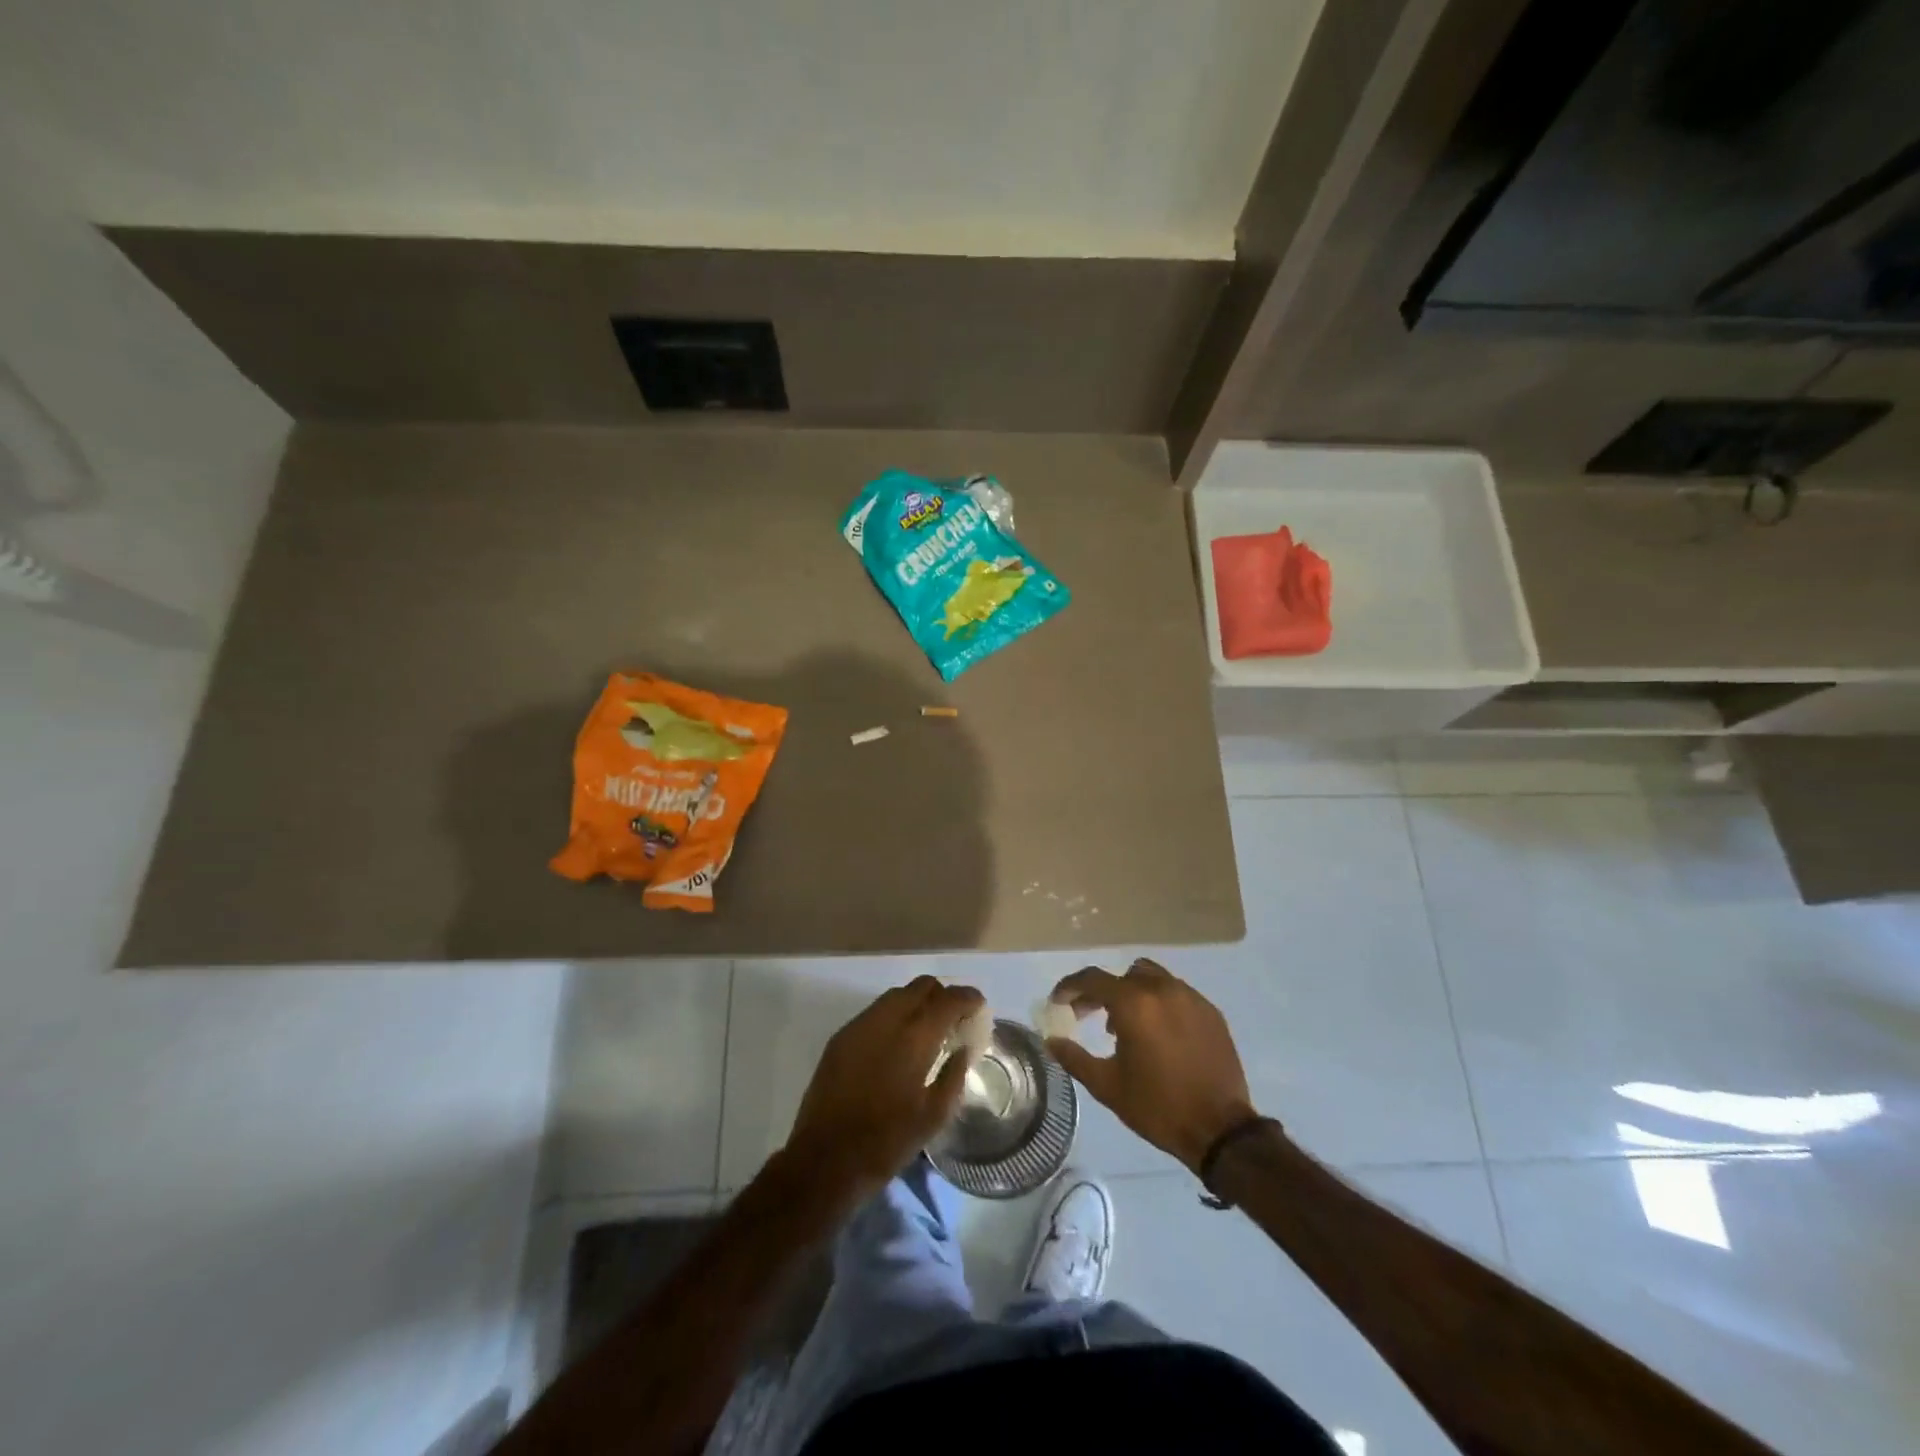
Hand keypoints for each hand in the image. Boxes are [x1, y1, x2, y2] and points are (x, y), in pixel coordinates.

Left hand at [784, 976, 983, 1203]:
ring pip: (896, 994)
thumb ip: (954, 1075)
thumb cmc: (887, 1142)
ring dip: (917, 1002)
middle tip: (954, 1018)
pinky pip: (875, 1011)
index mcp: (914, 1037)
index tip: (979, 1006)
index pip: (948, 1000)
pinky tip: (897, 1042)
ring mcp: (860, 1024)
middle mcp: (887, 1019)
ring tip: (926, 1030)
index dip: (968, 998)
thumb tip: (964, 1049)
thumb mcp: (934, 1116)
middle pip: (922, 986)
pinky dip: (894, 1015)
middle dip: (942, 995)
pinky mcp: (841, 1036)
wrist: (824, 1159)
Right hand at [1046, 958, 1257, 1172]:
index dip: (1070, 987)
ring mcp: (1190, 998)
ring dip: (1133, 993)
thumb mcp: (1107, 1086)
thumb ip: (1074, 1058)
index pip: (1093, 979)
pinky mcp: (1210, 1011)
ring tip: (1127, 1025)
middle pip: (1123, 976)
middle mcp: (1162, 990)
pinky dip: (1160, 1004)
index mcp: (1134, 1004)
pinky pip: (1177, 994)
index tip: (1058, 1002)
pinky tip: (1159, 1034)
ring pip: (1152, 978)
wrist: (1219, 1129)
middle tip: (1090, 1016)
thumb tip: (1050, 1040)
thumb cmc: (1157, 1107)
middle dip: (1102, 992)